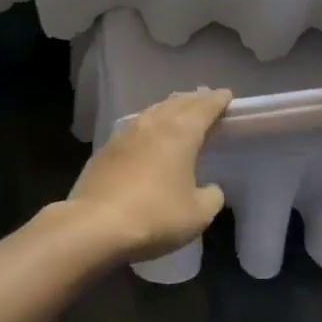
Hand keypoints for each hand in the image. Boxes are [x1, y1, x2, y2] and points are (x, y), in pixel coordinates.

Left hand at [62, 87, 231, 263]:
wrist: (94, 226)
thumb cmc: (155, 216)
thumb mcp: (198, 214)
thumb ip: (212, 196)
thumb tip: (210, 188)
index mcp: (180, 132)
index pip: (204, 107)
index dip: (218, 100)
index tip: (227, 96)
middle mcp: (153, 124)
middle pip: (178, 102)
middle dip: (195, 99)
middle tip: (206, 99)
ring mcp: (125, 135)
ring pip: (153, 111)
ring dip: (170, 109)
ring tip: (178, 112)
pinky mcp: (105, 150)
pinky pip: (134, 128)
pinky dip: (148, 126)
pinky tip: (147, 136)